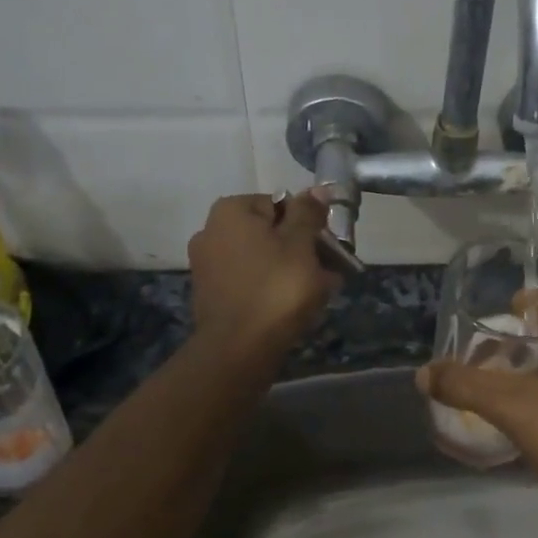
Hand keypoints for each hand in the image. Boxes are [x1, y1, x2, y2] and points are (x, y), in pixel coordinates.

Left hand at [188, 192, 339, 358]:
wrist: (239, 349)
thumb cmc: (276, 289)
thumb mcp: (301, 245)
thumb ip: (309, 214)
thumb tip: (318, 189)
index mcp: (231, 211)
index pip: (280, 203)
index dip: (308, 224)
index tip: (327, 247)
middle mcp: (211, 231)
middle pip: (270, 232)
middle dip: (301, 250)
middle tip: (329, 272)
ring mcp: (208, 265)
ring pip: (262, 258)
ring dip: (291, 270)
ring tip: (319, 293)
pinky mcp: (211, 294)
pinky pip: (250, 281)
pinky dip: (271, 288)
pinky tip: (294, 307)